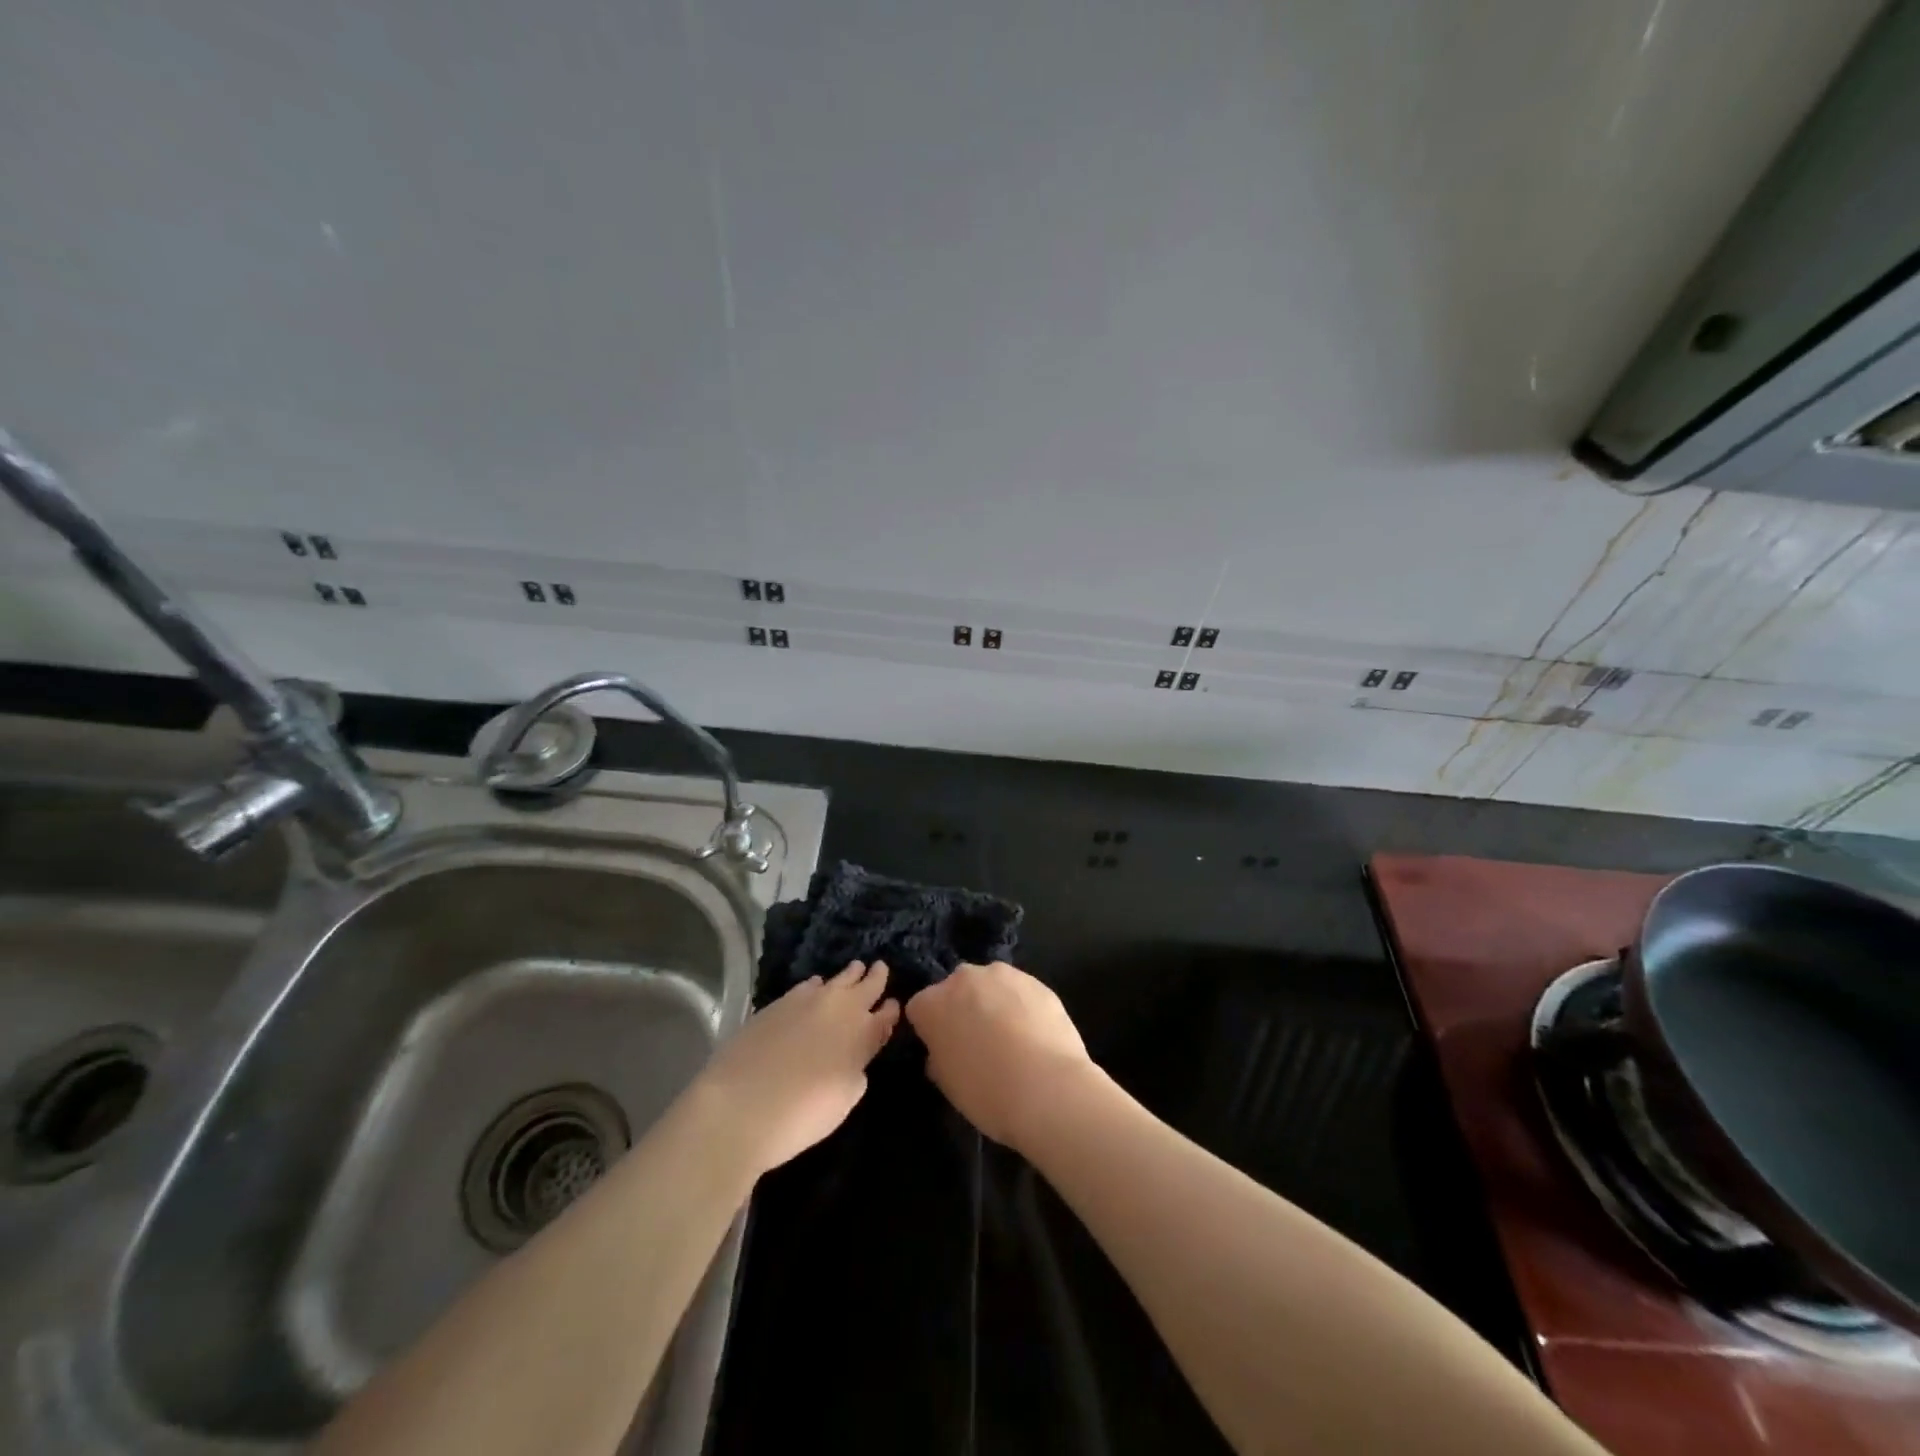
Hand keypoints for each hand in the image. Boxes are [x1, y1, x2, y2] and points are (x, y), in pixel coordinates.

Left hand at [696, 961, 899, 1175]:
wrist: (740, 1104)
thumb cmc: (801, 1114)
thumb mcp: (844, 1100)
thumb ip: (856, 1071)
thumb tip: (853, 1056)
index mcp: (863, 1034)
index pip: (885, 1016)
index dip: (891, 1010)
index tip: (894, 1004)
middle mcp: (841, 1008)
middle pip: (865, 986)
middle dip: (875, 977)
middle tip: (880, 967)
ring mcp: (808, 1000)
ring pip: (837, 979)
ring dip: (848, 976)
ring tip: (854, 969)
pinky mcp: (779, 1002)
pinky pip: (808, 985)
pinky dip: (817, 985)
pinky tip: (815, 986)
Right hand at [906, 961, 1098, 1152]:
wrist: (1049, 1090)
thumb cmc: (987, 1093)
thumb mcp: (947, 1084)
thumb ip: (939, 1056)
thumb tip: (944, 1050)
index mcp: (932, 1003)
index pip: (919, 1009)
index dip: (930, 1030)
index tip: (942, 1050)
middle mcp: (963, 978)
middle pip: (955, 989)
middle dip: (961, 1009)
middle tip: (976, 1043)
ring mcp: (1003, 975)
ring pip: (990, 986)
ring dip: (993, 1003)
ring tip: (1011, 1039)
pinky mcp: (1037, 981)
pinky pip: (1020, 992)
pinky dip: (1022, 1007)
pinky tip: (1034, 1035)